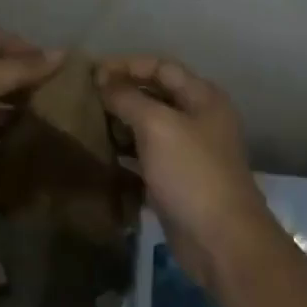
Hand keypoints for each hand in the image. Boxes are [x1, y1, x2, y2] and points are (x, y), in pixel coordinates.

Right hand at [97, 55, 280, 289]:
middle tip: (85, 97)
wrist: (221, 241)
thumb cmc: (192, 172)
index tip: (92, 72)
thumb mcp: (157, 126)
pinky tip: (101, 154)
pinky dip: (125, 153)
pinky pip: (146, 157)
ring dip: (120, 124)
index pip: (161, 67)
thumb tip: (103, 79)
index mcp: (202, 97)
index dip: (127, 65)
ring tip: (88, 123)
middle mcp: (198, 118)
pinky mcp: (177, 181)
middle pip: (155, 95)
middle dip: (121, 93)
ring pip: (149, 127)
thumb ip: (128, 98)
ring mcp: (189, 151)